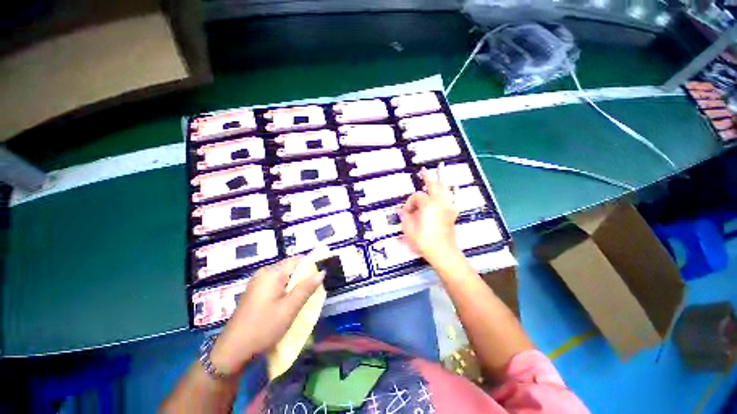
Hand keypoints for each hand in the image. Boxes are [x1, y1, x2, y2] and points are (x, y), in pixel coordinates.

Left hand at [210, 257, 323, 374]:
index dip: (310, 267)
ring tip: (301, 300)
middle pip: (290, 268)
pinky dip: (285, 291)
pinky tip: (287, 304)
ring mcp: (257, 282)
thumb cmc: (263, 328)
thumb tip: (322, 272)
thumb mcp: (289, 308)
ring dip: (294, 286)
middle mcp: (264, 273)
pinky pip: (275, 284)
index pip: (297, 260)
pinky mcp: (255, 292)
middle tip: (312, 293)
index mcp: (272, 273)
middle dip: (303, 278)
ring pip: (284, 277)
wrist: (232, 351)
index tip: (319, 280)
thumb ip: (307, 288)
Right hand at [400, 166, 459, 264]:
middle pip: (433, 185)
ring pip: (445, 188)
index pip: (416, 197)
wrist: (442, 252)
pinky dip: (455, 191)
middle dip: (427, 177)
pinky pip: (455, 199)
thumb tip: (403, 210)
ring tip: (441, 167)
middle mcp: (439, 202)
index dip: (409, 203)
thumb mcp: (409, 229)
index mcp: (428, 204)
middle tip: (423, 169)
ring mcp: (448, 207)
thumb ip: (405, 216)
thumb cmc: (424, 240)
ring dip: (441, 178)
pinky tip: (455, 186)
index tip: (406, 213)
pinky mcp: (452, 213)